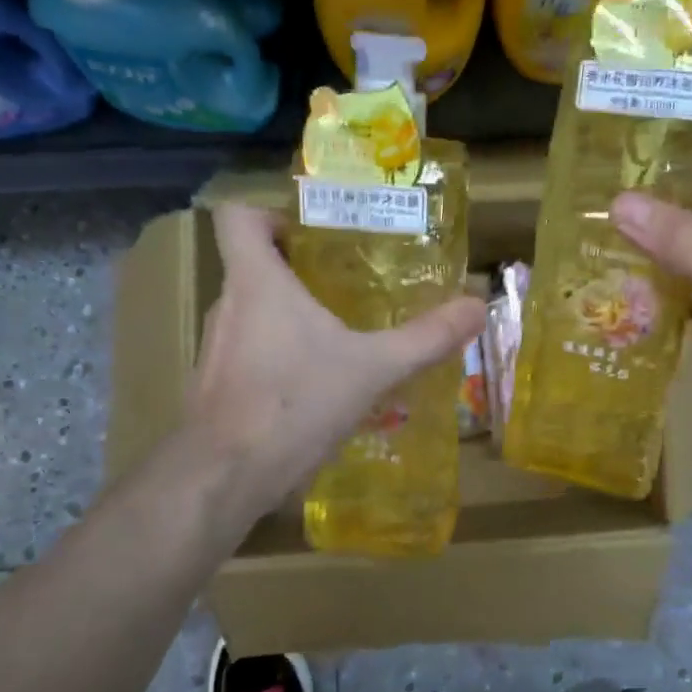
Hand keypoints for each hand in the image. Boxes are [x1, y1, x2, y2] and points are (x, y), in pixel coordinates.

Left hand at [186, 204, 486, 510]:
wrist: (225, 478)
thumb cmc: (295, 403)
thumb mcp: (373, 369)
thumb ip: (425, 338)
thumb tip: (477, 307)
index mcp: (256, 282)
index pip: (237, 217)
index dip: (268, 213)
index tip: (309, 233)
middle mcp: (228, 307)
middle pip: (252, 267)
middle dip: (297, 270)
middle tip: (346, 282)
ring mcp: (215, 350)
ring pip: (252, 315)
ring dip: (289, 318)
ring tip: (337, 336)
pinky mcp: (215, 388)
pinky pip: (249, 354)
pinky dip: (278, 358)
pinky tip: (314, 388)